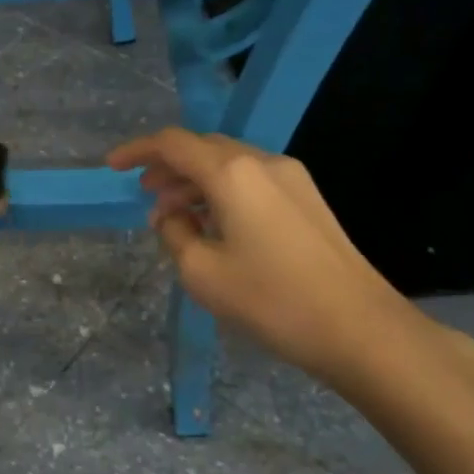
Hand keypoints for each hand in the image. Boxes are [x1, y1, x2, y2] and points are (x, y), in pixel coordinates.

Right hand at [107, 128, 448, 391]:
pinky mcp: (308, 201)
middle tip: (145, 196)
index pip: (173, 144)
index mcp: (232, 174)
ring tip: (175, 217)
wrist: (361, 329)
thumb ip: (176, 233)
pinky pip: (252, 181)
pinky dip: (222, 192)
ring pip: (229, 164)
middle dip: (167, 167)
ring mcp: (292, 179)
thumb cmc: (272, 299)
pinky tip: (215, 225)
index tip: (112, 168)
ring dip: (195, 181)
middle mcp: (263, 164)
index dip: (137, 151)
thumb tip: (174, 215)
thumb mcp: (202, 272)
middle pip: (203, 148)